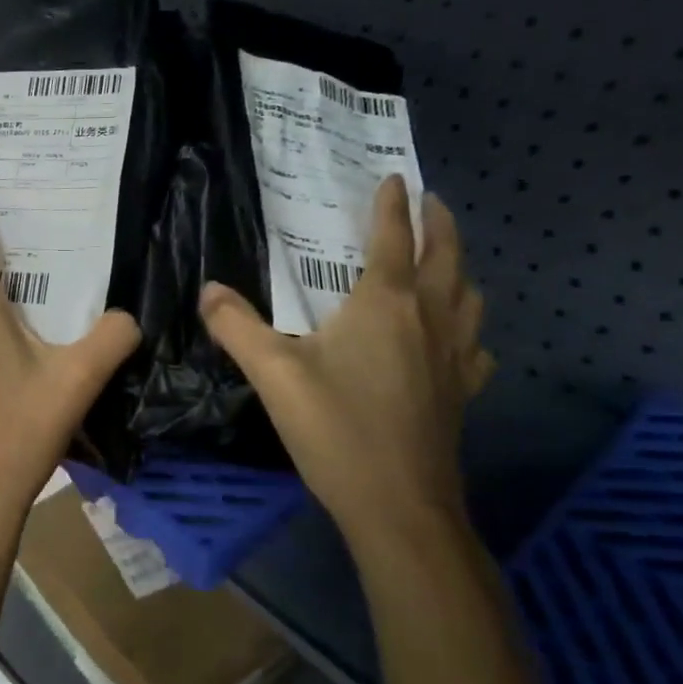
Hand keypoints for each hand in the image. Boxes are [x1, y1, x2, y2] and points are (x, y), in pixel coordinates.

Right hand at [199, 175, 493, 542]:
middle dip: (437, 223)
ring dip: (458, 267)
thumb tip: (208, 290)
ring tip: (445, 260)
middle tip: (430, 202)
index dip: (391, 206)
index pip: (392, 239)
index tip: (392, 178)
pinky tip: (457, 339)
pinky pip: (475, 345)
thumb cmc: (336, 430)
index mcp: (385, 304)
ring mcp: (454, 356)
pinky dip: (468, 327)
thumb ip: (237, 327)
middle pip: (445, 257)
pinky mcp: (462, 391)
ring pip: (468, 296)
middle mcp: (428, 319)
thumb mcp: (274, 374)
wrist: (398, 504)